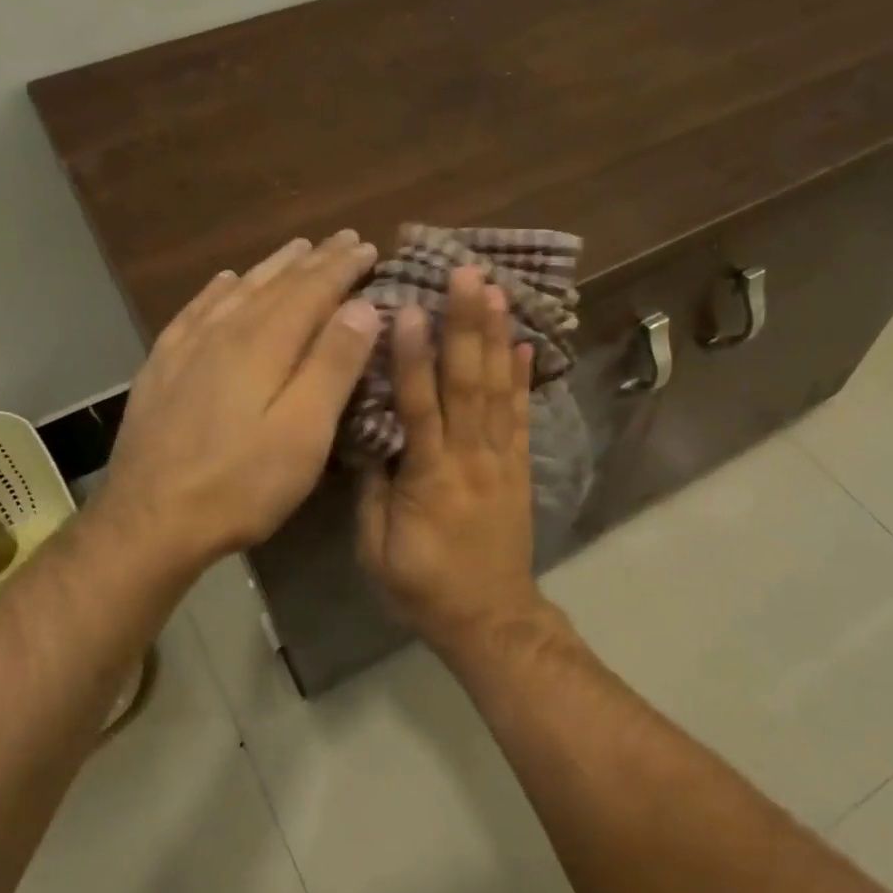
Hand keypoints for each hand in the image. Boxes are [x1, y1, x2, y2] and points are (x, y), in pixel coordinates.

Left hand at [95, 231, 382, 577]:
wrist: (150, 519)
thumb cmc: (242, 482)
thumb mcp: (304, 430)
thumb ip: (334, 365)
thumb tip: (363, 306)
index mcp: (265, 343)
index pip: (313, 290)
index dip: (342, 267)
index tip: (368, 247)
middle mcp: (225, 331)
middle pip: (277, 284)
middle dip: (314, 260)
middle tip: (342, 239)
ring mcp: (186, 347)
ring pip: (237, 291)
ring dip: (271, 267)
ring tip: (295, 249)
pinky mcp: (161, 368)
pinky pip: (195, 311)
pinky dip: (217, 290)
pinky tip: (223, 282)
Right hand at [357, 266, 547, 656]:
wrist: (490, 618)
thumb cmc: (424, 586)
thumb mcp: (376, 550)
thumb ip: (372, 491)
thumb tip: (369, 438)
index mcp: (429, 477)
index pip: (420, 406)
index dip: (413, 357)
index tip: (409, 309)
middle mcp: (470, 457)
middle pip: (468, 383)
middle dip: (466, 325)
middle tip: (467, 275)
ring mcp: (501, 459)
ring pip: (499, 390)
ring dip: (496, 337)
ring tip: (496, 291)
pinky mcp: (520, 467)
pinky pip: (523, 416)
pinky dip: (524, 378)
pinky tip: (523, 344)